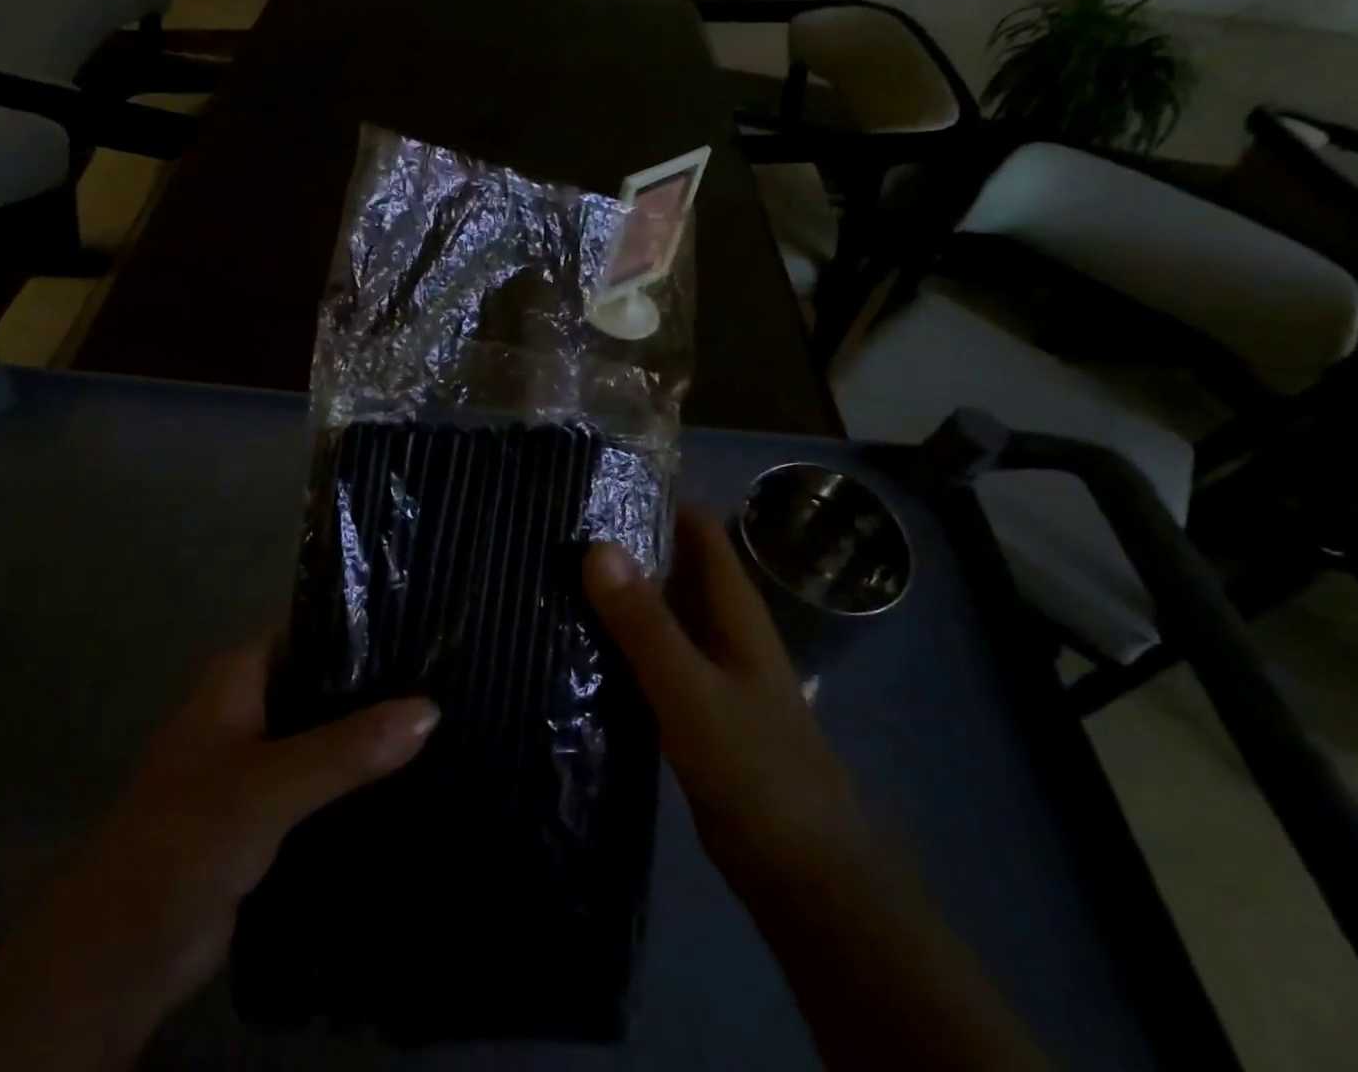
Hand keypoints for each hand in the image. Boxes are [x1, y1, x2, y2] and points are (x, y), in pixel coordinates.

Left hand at [0, 635, 437, 1071]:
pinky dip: (360, 773)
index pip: (312, 624)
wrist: (119, 954)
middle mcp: (251, 705)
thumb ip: (348, 747)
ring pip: (328, 728)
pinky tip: (413, 768)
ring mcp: (260, 758)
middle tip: (448, 668)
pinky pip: (325, 776)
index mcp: (239, 676)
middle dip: (379, 677)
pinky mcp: (270, 808)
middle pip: (325, 676)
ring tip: (446, 710)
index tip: (425, 616)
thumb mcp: (269, 784)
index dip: (364, 617)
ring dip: (373, 728)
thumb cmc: (183, 838)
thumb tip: (432, 708)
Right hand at [585, 511, 1054, 1071]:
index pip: (698, 528)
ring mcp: (709, 670)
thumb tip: (595, 546)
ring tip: (552, 573)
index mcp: (733, 608)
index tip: (596, 482)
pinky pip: (651, 658)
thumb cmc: (756, 769)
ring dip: (618, 594)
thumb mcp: (692, 691)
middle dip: (625, 544)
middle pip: (674, 566)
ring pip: (659, 612)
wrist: (804, 876)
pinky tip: (574, 642)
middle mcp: (722, 628)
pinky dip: (619, 642)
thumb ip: (645, 623)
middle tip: (556, 527)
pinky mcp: (693, 710)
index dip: (657, 498)